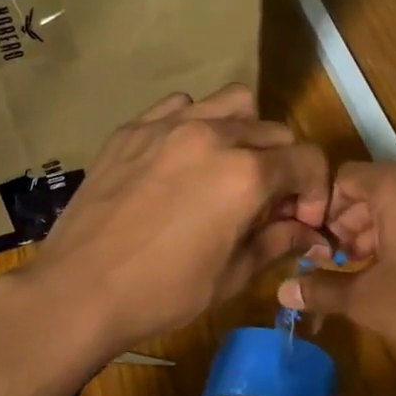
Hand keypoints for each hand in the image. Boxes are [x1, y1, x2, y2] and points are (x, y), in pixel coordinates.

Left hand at [14, 85, 329, 363]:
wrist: (79, 290)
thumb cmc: (162, 293)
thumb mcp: (232, 276)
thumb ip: (278, 242)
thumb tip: (311, 234)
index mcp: (245, 174)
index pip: (307, 160)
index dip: (316, 191)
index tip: (302, 220)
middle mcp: (213, 135)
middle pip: (275, 132)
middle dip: (284, 166)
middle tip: (266, 203)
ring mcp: (168, 126)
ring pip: (231, 103)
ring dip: (245, 132)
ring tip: (228, 168)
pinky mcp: (133, 129)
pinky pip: (181, 106)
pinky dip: (196, 123)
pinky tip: (182, 159)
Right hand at [276, 162, 395, 395]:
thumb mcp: (368, 301)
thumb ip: (322, 289)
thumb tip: (282, 293)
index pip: (345, 179)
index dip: (323, 213)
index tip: (315, 251)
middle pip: (377, 190)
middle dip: (351, 227)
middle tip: (337, 267)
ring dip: (380, 235)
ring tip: (367, 277)